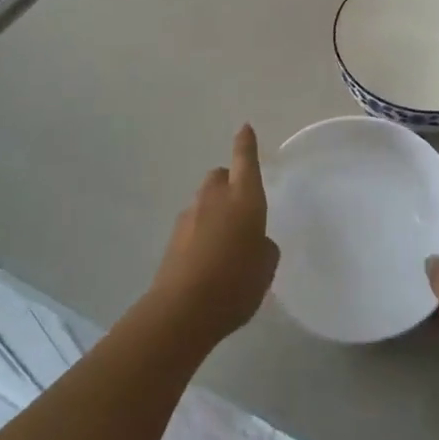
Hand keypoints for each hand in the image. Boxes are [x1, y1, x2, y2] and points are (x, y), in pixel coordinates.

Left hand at [150, 124, 279, 342]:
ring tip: (225, 243)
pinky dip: (201, 233)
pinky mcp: (172, 239)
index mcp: (244, 198)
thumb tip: (253, 241)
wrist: (182, 310)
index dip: (246, 144)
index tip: (245, 128)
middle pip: (219, 176)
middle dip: (229, 183)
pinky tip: (208, 261)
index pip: (245, 160)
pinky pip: (193, 225)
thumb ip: (263, 247)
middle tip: (240, 207)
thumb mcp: (266, 266)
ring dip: (214, 211)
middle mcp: (214, 199)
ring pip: (204, 201)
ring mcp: (189, 217)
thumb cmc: (236, 282)